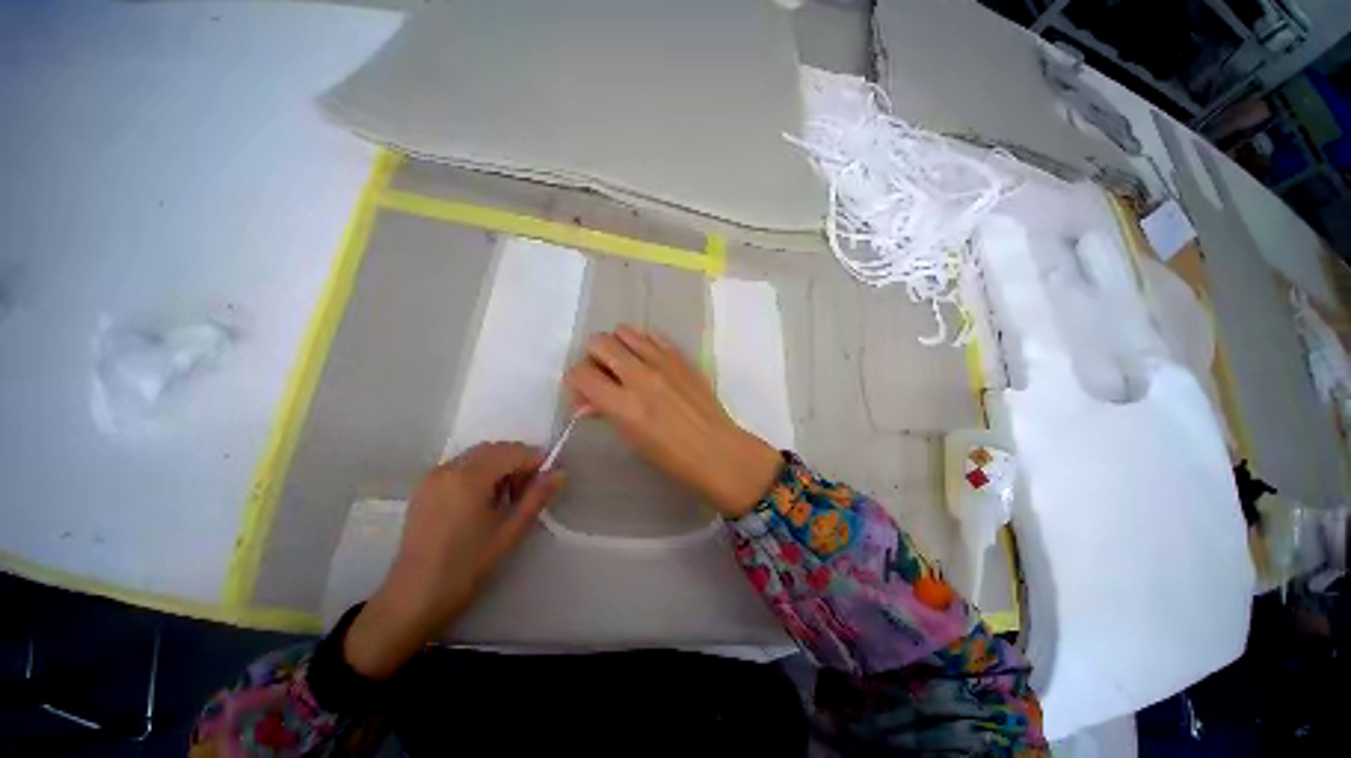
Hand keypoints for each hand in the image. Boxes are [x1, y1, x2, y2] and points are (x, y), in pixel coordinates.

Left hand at [344, 442, 563, 678]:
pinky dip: (481, 472)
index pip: (513, 452)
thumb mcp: (509, 532)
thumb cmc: (465, 568)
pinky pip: (462, 466)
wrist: (412, 599)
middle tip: (531, 489)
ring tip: (510, 496)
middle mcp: (449, 468)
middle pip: (495, 449)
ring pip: (478, 456)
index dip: (536, 460)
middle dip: (518, 461)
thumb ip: (536, 498)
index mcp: (469, 477)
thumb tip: (559, 473)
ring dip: (500, 465)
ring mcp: (433, 477)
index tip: (549, 478)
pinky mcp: (425, 488)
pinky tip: (486, 499)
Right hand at [565, 324, 780, 517]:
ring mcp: (663, 362)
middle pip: (599, 342)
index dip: (575, 380)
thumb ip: (606, 412)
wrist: (716, 448)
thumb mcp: (631, 439)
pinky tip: (647, 359)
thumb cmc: (672, 456)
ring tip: (625, 364)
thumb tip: (587, 399)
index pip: (581, 373)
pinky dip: (642, 343)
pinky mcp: (681, 357)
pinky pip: (652, 335)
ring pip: (624, 331)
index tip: (584, 389)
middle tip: (603, 374)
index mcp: (625, 405)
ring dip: (617, 345)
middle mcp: (641, 376)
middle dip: (593, 357)